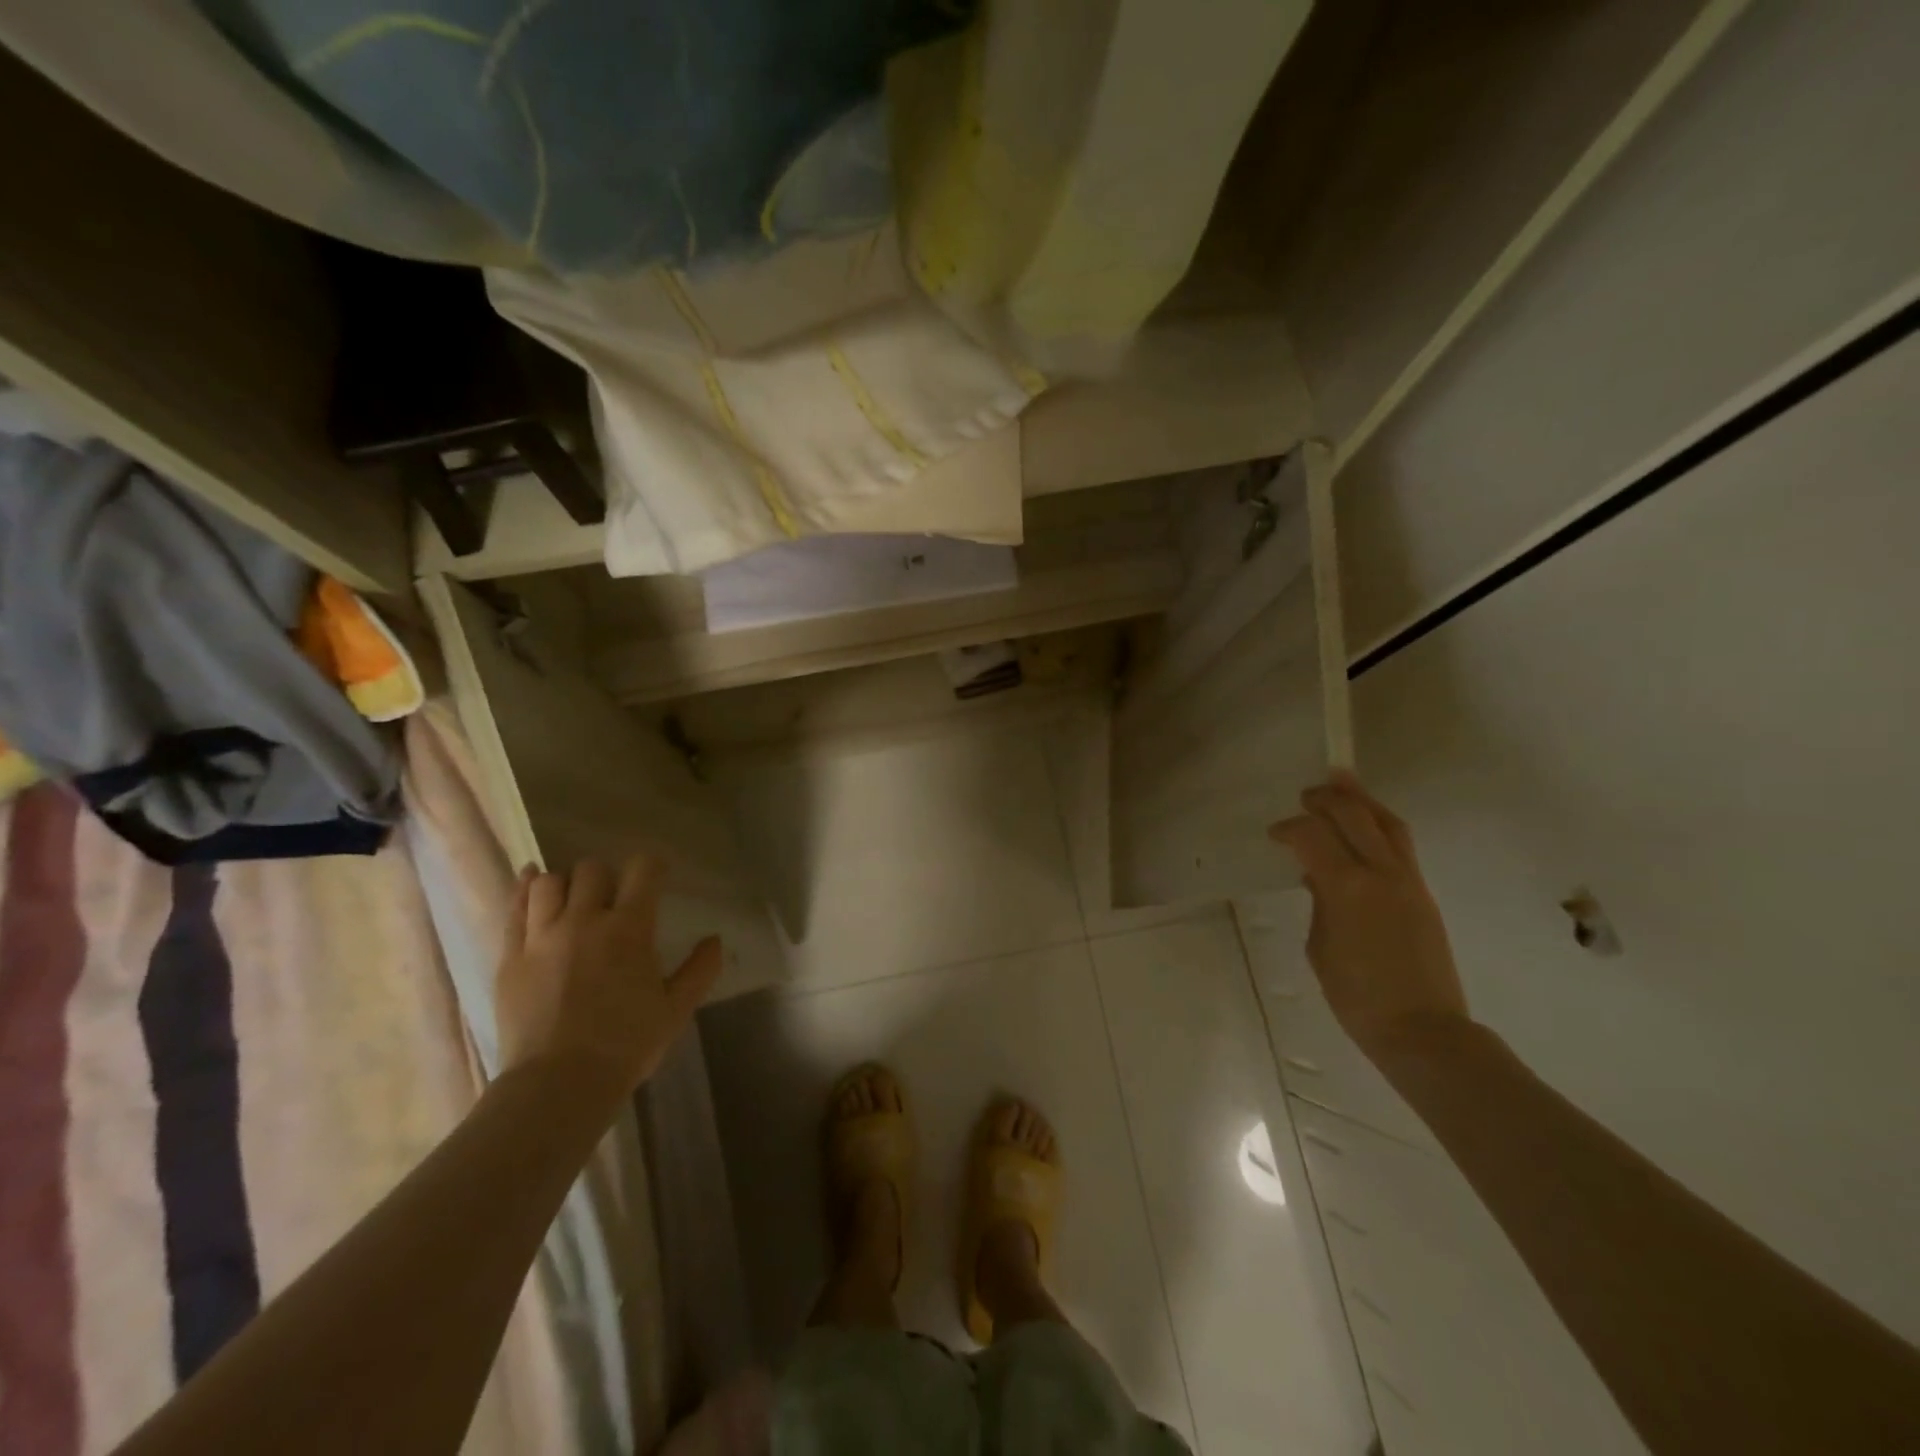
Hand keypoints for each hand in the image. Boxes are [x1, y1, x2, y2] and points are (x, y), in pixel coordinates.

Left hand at [495, 857, 722, 1095]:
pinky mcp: (510, 956)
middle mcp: (584, 920)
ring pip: (550, 883)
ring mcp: (542, 936)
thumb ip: (699, 970)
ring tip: (573, 900)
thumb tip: (715, 940)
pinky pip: (514, 908)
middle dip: (607, 876)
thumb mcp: (676, 1010)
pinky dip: (525, 889)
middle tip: (613, 898)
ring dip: (566, 884)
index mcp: (629, 928)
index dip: (652, 866)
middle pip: (592, 870)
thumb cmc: (626, 1045)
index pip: (643, 870)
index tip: (657, 875)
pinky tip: (531, 882)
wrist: (558, 1084)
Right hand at [1269, 772, 1467, 1059]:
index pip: (1313, 835)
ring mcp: (1408, 882)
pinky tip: (1363, 830)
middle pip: (1355, 815)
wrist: (1423, 1030)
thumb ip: (1320, 903)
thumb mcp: (1320, 946)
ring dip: (1362, 801)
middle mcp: (1381, 873)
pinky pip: (1400, 845)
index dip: (1290, 828)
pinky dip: (1378, 826)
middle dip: (1328, 799)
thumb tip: (1320, 879)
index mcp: (1347, 887)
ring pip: (1388, 823)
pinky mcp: (1423, 894)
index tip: (1275, 835)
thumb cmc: (1356, 996)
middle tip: (1307, 794)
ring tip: (1343, 784)